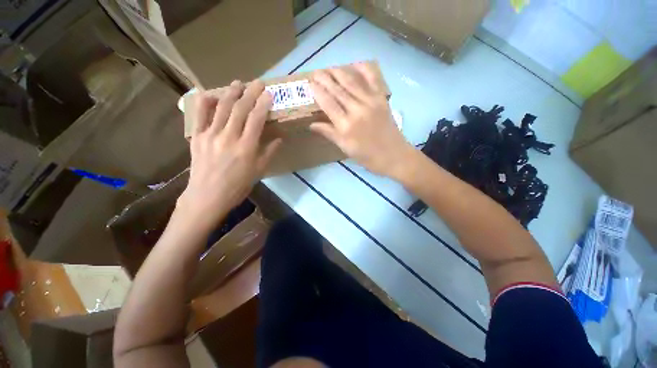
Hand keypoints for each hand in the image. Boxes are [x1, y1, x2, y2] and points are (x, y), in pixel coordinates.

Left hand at [177, 80, 280, 231]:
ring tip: (238, 83)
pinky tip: (211, 93)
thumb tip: (280, 138)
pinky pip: (199, 115)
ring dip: (231, 93)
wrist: (207, 196)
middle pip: (240, 109)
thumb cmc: (237, 186)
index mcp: (246, 147)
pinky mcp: (196, 137)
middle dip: (250, 93)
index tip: (269, 94)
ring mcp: (210, 135)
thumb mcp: (259, 171)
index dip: (263, 104)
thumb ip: (269, 152)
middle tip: (257, 82)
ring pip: (221, 108)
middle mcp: (228, 137)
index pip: (256, 119)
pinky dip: (205, 101)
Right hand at [309, 63, 414, 178]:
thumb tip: (311, 125)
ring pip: (351, 82)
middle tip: (316, 72)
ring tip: (329, 67)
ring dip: (339, 72)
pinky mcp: (381, 99)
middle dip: (325, 78)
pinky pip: (372, 79)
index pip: (328, 104)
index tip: (310, 83)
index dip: (318, 92)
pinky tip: (355, 63)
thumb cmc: (367, 157)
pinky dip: (364, 69)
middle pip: (338, 90)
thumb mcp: (345, 148)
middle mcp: (357, 110)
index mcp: (346, 126)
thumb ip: (329, 133)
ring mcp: (371, 102)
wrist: (393, 155)